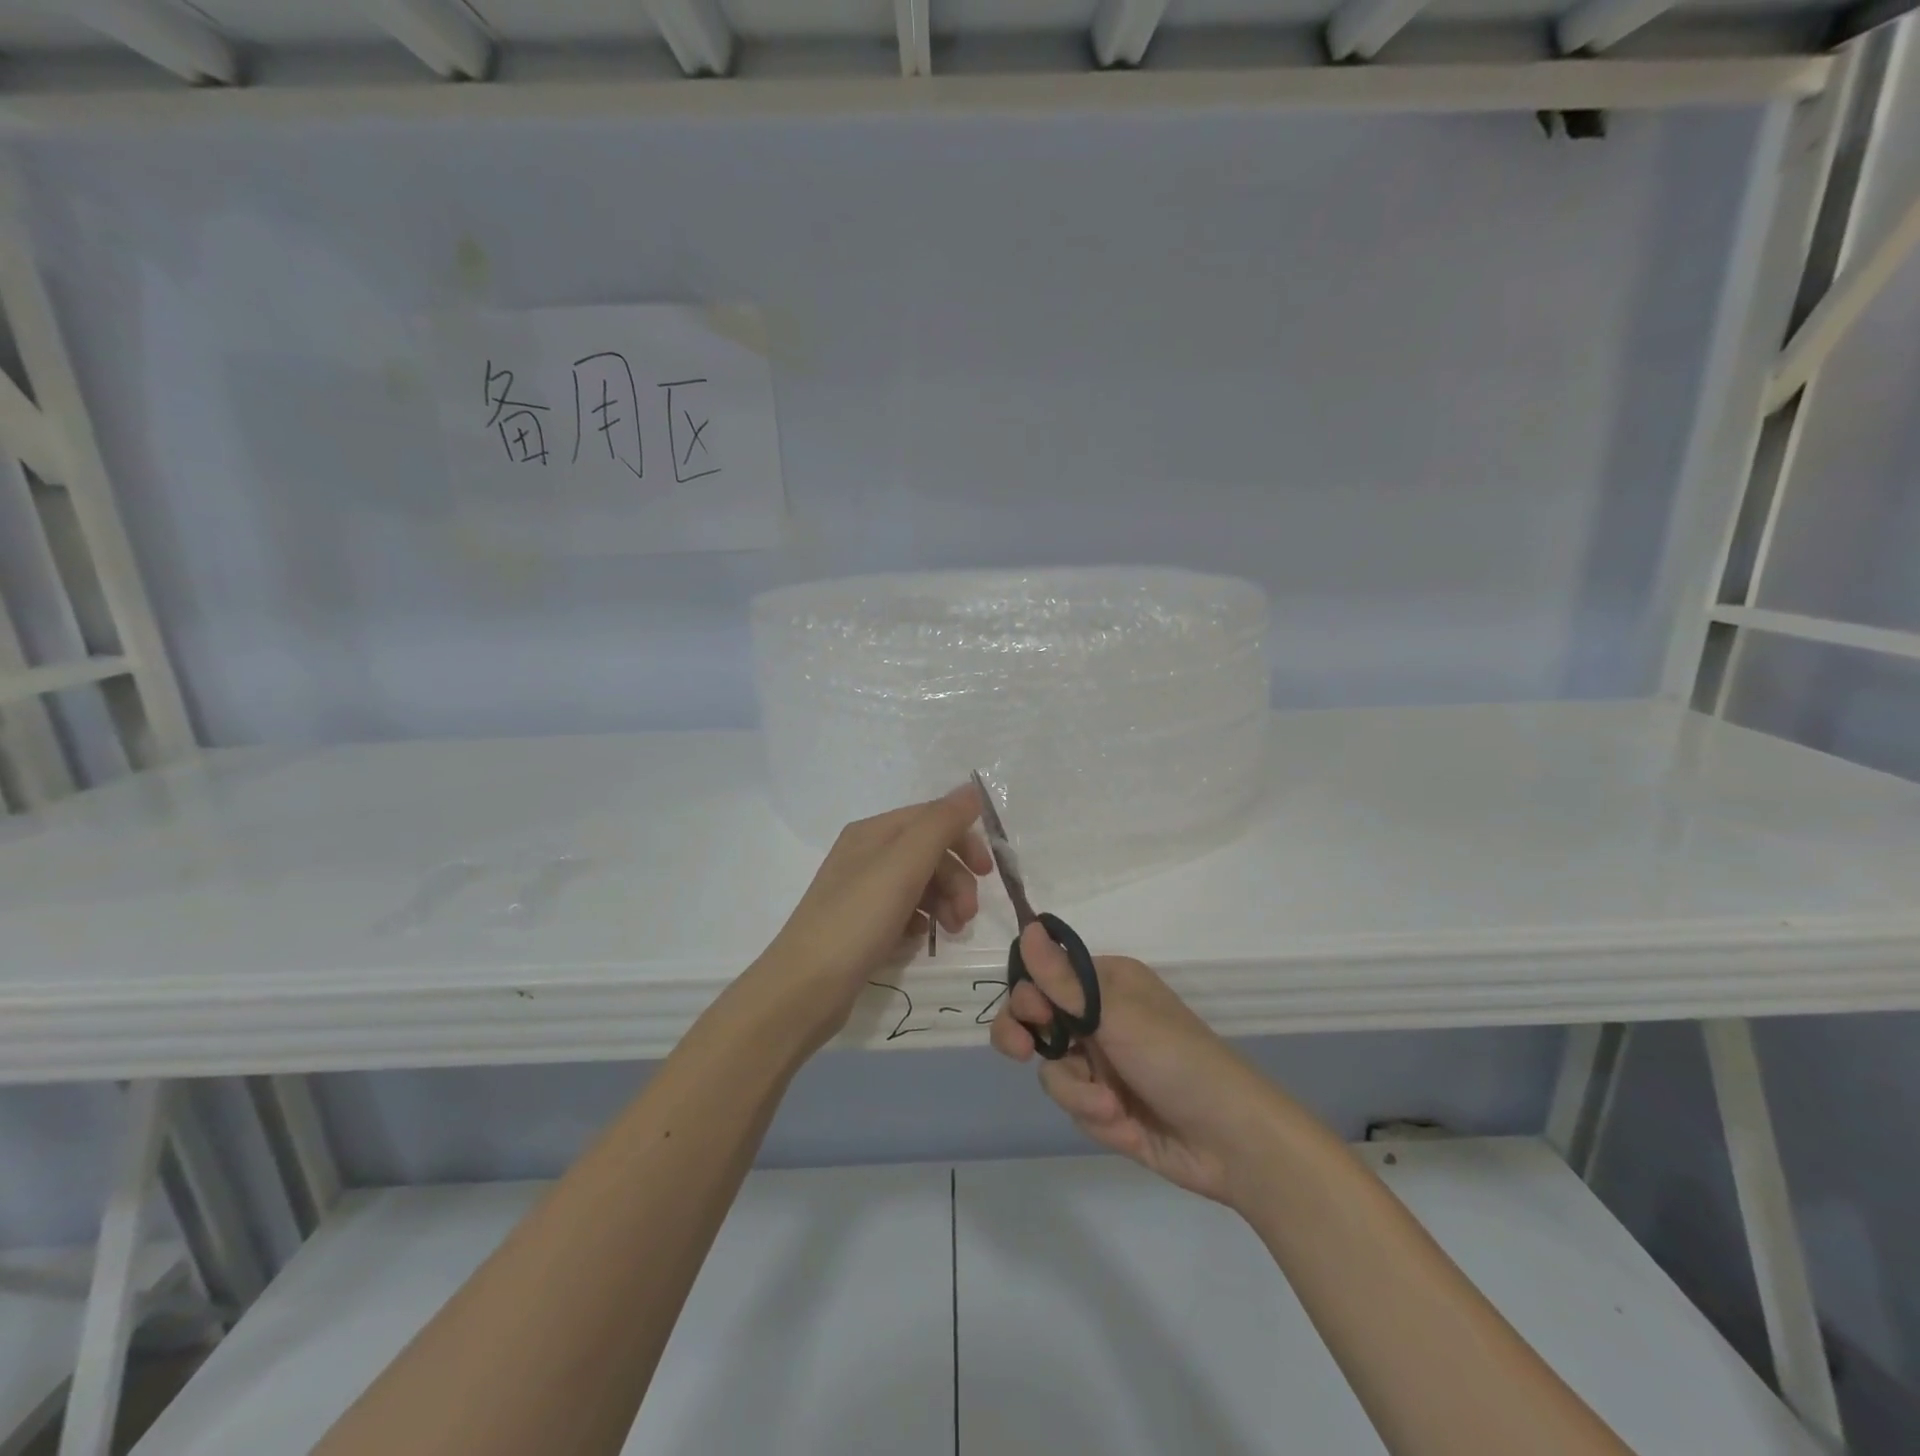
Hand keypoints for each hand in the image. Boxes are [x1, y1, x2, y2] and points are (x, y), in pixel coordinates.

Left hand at [754, 786, 991, 1054]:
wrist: (805, 988)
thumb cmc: (857, 919)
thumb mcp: (903, 864)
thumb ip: (940, 824)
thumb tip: (971, 789)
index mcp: (873, 832)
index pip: (932, 818)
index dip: (964, 839)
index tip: (988, 872)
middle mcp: (866, 854)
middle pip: (928, 853)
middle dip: (956, 879)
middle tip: (968, 915)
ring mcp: (862, 891)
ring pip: (920, 884)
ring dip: (945, 902)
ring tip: (951, 932)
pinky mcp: (861, 925)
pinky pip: (904, 912)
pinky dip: (920, 921)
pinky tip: (919, 941)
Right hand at [990, 927, 1282, 1208]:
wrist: (1230, 1141)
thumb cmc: (1176, 1059)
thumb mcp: (1117, 1015)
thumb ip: (1063, 980)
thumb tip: (1029, 926)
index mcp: (1106, 983)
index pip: (1044, 976)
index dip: (1028, 995)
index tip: (1032, 1014)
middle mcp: (1099, 1017)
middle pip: (1034, 1021)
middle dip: (1026, 1039)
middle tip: (1022, 1051)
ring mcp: (1101, 1063)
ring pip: (1052, 1070)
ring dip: (1078, 1092)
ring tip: (1113, 1108)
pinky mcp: (1105, 1105)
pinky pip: (1074, 1105)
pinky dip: (1096, 1117)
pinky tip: (1128, 1126)